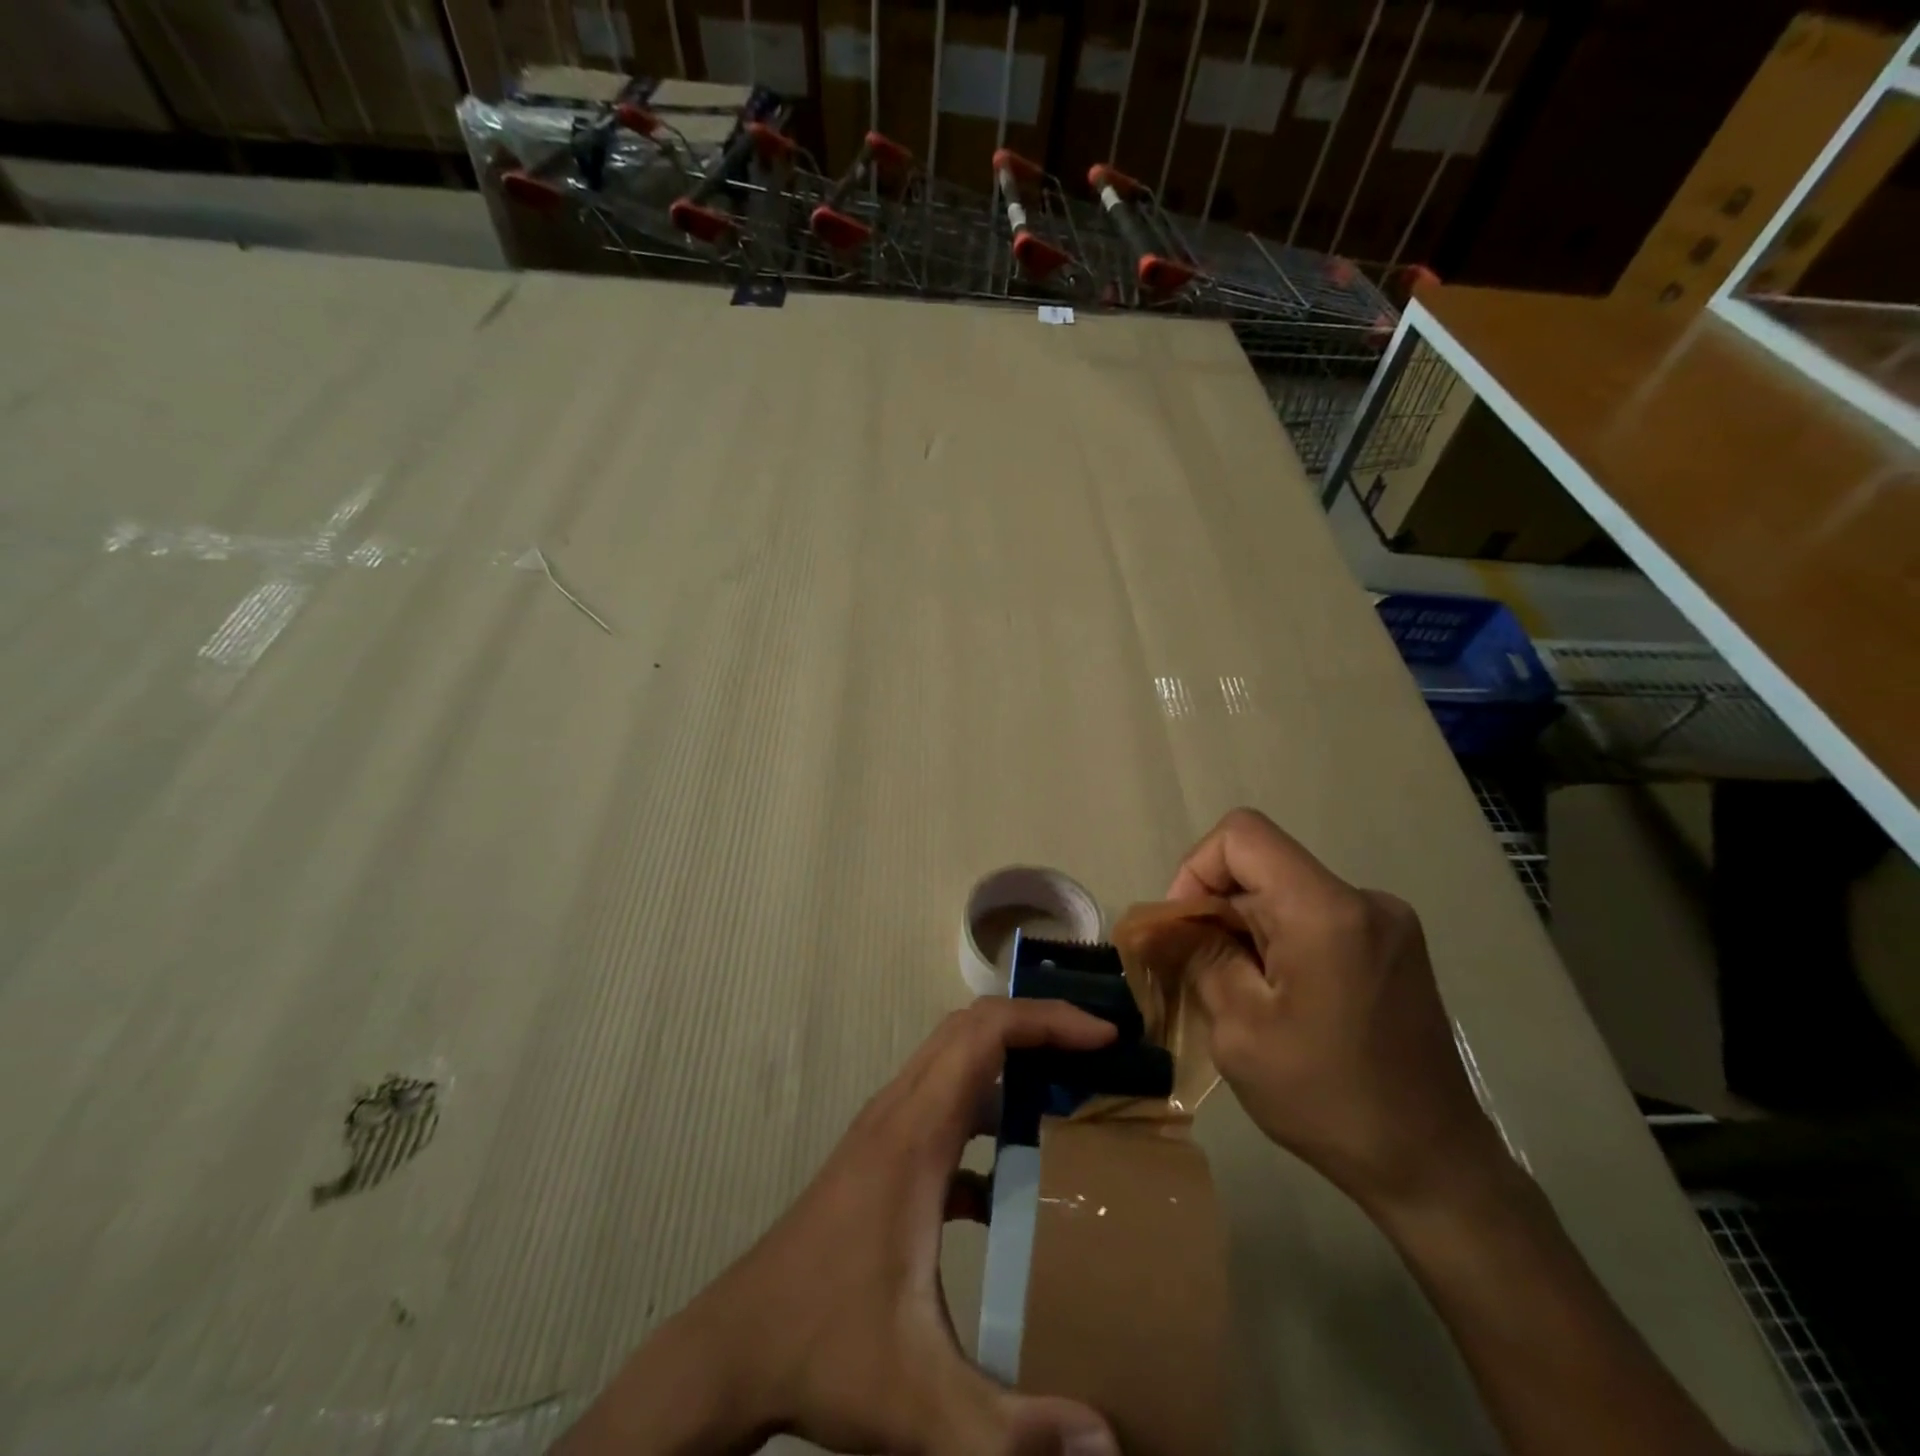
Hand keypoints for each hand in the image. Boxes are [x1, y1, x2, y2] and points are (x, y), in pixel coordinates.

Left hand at [558, 999, 1122, 1455]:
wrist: (737, 1347)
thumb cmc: (825, 1349)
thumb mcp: (922, 1400)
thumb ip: (1013, 1429)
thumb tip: (1109, 1446)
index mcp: (914, 1134)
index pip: (983, 1035)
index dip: (1046, 1020)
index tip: (1104, 1035)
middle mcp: (899, 1113)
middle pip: (971, 1029)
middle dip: (1037, 1024)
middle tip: (1098, 1051)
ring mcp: (886, 1131)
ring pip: (954, 1059)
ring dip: (1010, 1060)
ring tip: (1069, 1092)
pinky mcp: (882, 1159)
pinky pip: (943, 1106)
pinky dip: (986, 1110)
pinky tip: (1013, 1178)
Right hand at [1167, 808, 1503, 1213]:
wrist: (1434, 1167)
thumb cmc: (1327, 1099)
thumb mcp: (1239, 1030)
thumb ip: (1198, 958)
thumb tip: (1161, 923)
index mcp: (1326, 910)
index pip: (1241, 835)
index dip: (1196, 870)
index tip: (1185, 930)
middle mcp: (1363, 899)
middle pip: (1263, 866)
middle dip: (1219, 911)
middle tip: (1200, 974)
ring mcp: (1386, 922)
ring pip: (1285, 893)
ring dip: (1248, 931)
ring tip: (1240, 995)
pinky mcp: (1394, 946)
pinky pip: (1315, 917)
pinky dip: (1281, 943)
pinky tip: (1280, 999)